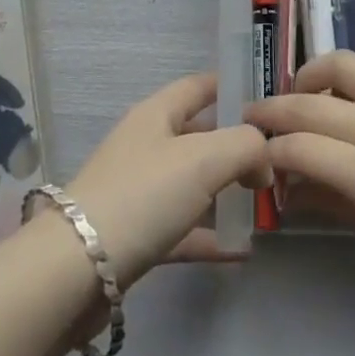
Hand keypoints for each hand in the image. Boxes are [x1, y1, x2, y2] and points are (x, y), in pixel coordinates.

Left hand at [64, 73, 270, 290]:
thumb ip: (245, 146)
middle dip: (236, 144)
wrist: (76, 270)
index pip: (199, 86)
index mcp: (156, 114)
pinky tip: (241, 250)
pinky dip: (209, 235)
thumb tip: (264, 160)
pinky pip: (182, 228)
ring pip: (191, 182)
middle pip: (198, 135)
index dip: (232, 85)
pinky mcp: (136, 237)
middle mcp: (146, 145)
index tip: (269, 100)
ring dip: (225, 190)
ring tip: (265, 202)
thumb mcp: (204, 158)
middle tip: (278, 159)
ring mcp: (139, 191)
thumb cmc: (143, 195)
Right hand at [245, 53, 354, 306]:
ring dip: (309, 77)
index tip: (253, 157)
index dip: (268, 152)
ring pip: (342, 66)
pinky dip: (349, 72)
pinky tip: (346, 90)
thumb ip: (337, 203)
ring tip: (297, 94)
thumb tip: (291, 190)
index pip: (299, 149)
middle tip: (250, 119)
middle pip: (309, 104)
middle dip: (272, 111)